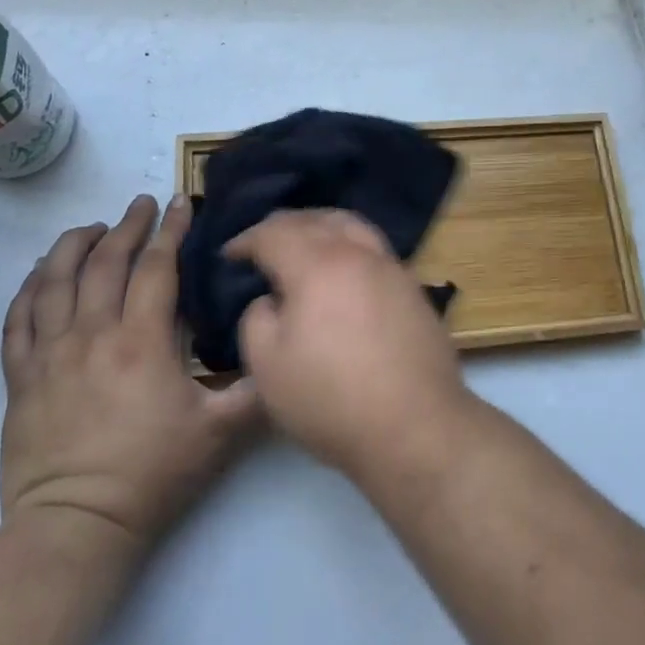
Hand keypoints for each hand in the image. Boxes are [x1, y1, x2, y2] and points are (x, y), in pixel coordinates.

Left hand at [0, 195, 260, 554]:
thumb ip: (257, 388)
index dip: (171, 230)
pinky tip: (40, 275)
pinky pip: (18, 319)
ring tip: (90, 227)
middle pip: (105, 262)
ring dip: (73, 245)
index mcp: (141, 341)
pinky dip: (29, 288)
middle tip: (140, 203)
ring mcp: (49, 354)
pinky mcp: (20, 378)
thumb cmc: (152, 474)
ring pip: (54, 281)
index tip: (180, 202)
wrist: (76, 528)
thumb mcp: (221, 432)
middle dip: (126, 226)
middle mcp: (92, 334)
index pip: (156, 267)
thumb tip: (284, 349)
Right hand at [229, 210, 468, 479]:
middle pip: (317, 219)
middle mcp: (357, 252)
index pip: (274, 233)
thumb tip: (271, 299)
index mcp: (317, 263)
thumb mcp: (268, 367)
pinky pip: (374, 249)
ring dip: (322, 226)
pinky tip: (344, 269)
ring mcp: (392, 266)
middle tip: (263, 242)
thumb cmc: (331, 399)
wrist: (415, 425)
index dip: (246, 240)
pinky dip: (350, 245)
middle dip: (284, 225)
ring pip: (352, 226)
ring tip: (305, 242)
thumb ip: (257, 319)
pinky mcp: (413, 287)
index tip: (229, 255)